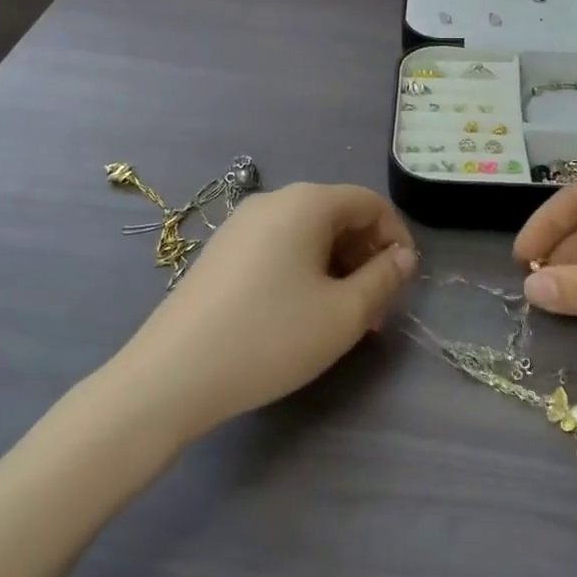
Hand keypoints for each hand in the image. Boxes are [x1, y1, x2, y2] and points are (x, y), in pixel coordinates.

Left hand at [115, 183, 418, 438]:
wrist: (172, 375)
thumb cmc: (271, 337)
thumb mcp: (344, 313)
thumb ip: (384, 278)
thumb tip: (403, 256)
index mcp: (306, 202)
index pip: (369, 203)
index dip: (396, 237)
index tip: (405, 281)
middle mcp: (272, 201)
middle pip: (338, 216)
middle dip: (366, 257)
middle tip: (376, 308)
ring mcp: (241, 226)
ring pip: (308, 235)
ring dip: (337, 268)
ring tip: (343, 318)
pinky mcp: (221, 252)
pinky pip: (278, 249)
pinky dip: (304, 272)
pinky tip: (301, 314)